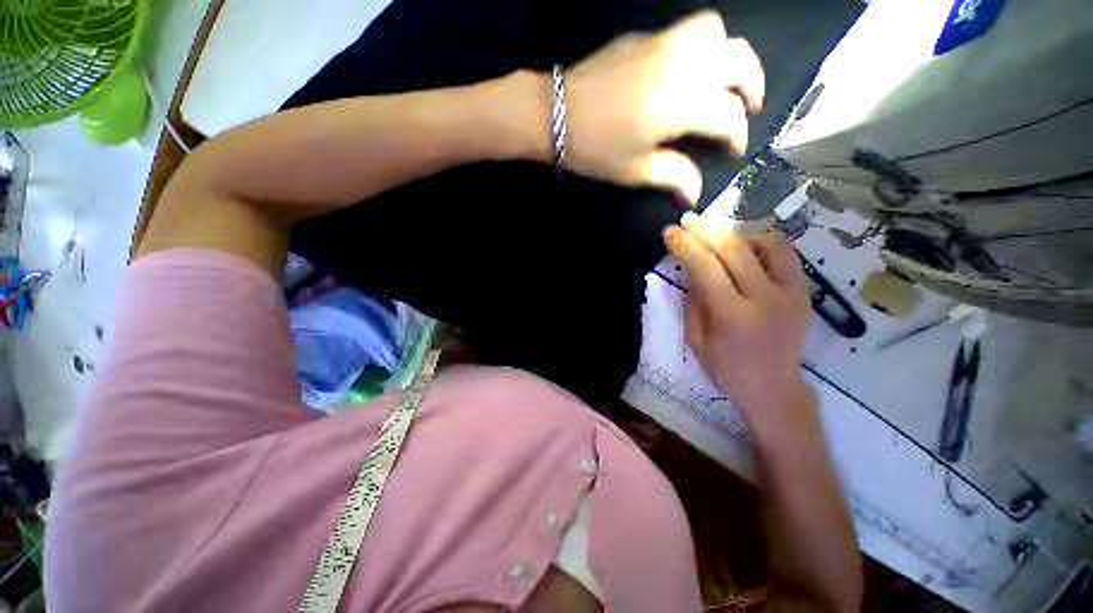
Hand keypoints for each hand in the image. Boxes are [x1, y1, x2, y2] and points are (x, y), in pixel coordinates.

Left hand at [563, 11, 763, 204]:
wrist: (546, 109)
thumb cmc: (592, 144)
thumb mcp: (636, 169)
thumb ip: (676, 176)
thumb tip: (696, 193)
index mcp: (686, 102)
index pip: (732, 116)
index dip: (737, 136)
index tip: (730, 149)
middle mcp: (682, 66)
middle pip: (739, 59)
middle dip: (751, 83)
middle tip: (745, 103)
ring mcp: (661, 44)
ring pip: (714, 31)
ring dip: (727, 52)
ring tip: (723, 76)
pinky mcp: (641, 36)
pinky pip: (682, 30)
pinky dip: (697, 45)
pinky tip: (684, 70)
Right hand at [663, 213, 810, 419]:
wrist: (776, 391)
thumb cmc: (731, 373)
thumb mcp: (699, 345)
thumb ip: (694, 302)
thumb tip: (691, 265)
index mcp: (735, 318)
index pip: (706, 267)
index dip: (686, 245)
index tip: (670, 231)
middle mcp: (766, 299)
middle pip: (735, 248)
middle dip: (708, 229)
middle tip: (690, 221)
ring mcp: (790, 293)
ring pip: (767, 242)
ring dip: (742, 234)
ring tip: (726, 239)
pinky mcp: (803, 292)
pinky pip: (787, 254)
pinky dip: (766, 245)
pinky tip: (753, 251)